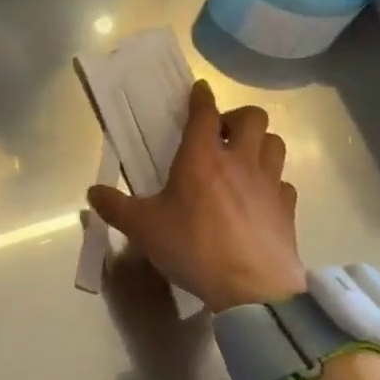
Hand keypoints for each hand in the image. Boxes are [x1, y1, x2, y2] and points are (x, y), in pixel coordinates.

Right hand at [87, 80, 305, 312]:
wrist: (252, 289)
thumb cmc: (194, 248)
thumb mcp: (143, 229)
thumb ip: (116, 208)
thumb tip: (92, 193)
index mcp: (202, 157)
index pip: (205, 112)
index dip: (201, 97)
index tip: (199, 90)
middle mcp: (239, 160)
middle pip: (252, 117)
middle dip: (237, 117)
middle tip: (221, 136)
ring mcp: (269, 182)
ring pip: (274, 143)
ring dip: (260, 144)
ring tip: (244, 160)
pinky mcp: (287, 208)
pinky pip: (284, 182)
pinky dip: (273, 183)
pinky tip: (261, 198)